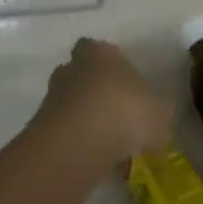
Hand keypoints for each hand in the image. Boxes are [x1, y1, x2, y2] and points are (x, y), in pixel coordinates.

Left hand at [33, 38, 172, 168]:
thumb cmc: (124, 113)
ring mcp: (53, 95)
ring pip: (71, 100)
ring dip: (84, 115)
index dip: (112, 63)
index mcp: (101, 53)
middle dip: (95, 88)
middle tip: (116, 111)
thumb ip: (161, 109)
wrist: (77, 144)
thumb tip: (159, 111)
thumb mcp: (161, 112)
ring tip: (106, 139)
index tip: (125, 83)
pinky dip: (75, 138)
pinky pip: (63, 127)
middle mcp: (73, 67)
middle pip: (82, 72)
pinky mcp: (41, 124)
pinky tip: (93, 155)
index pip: (101, 48)